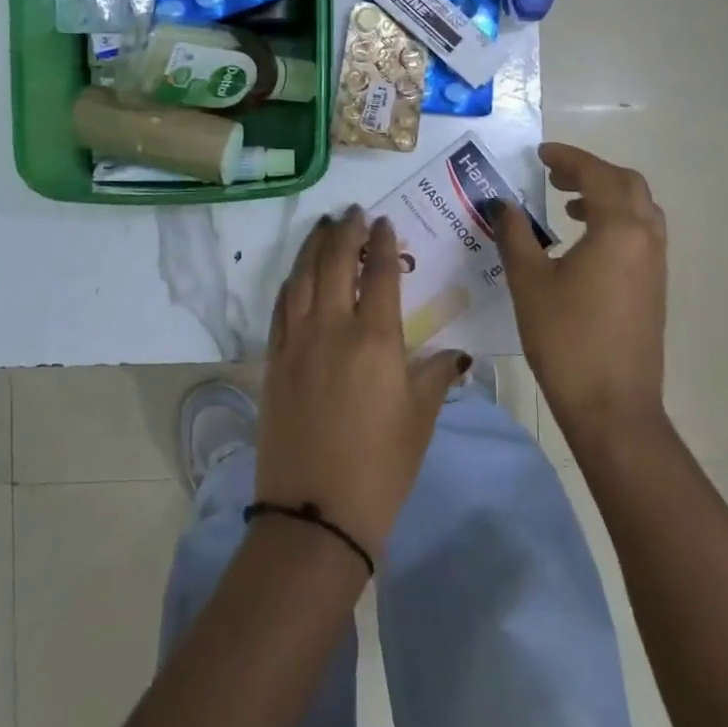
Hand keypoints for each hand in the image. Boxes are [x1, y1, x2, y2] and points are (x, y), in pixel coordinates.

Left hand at [258, 207, 459, 557]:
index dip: (382, 243)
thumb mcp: (420, 419)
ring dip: (313, 247)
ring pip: (302, 277)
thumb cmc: (381, 467)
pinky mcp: (273, 360)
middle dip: (345, 232)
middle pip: (334, 263)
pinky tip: (297, 275)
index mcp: (375, 338)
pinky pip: (281, 307)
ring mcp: (296, 342)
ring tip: (324, 228)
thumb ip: (436, 376)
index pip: (378, 273)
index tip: (384, 224)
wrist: (315, 512)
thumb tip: (454, 355)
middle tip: (353, 214)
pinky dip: (291, 282)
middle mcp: (332, 328)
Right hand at [491, 143, 667, 443]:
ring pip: (639, 209)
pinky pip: (641, 234)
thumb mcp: (529, 282)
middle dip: (591, 172)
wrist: (612, 405)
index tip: (540, 153)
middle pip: (627, 184)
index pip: (597, 174)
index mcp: (618, 229)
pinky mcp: (654, 287)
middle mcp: (646, 238)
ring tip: (568, 205)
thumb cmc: (566, 338)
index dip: (569, 158)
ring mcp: (655, 264)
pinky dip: (616, 221)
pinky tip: (584, 243)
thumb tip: (502, 205)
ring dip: (606, 196)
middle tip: (554, 174)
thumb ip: (515, 235)